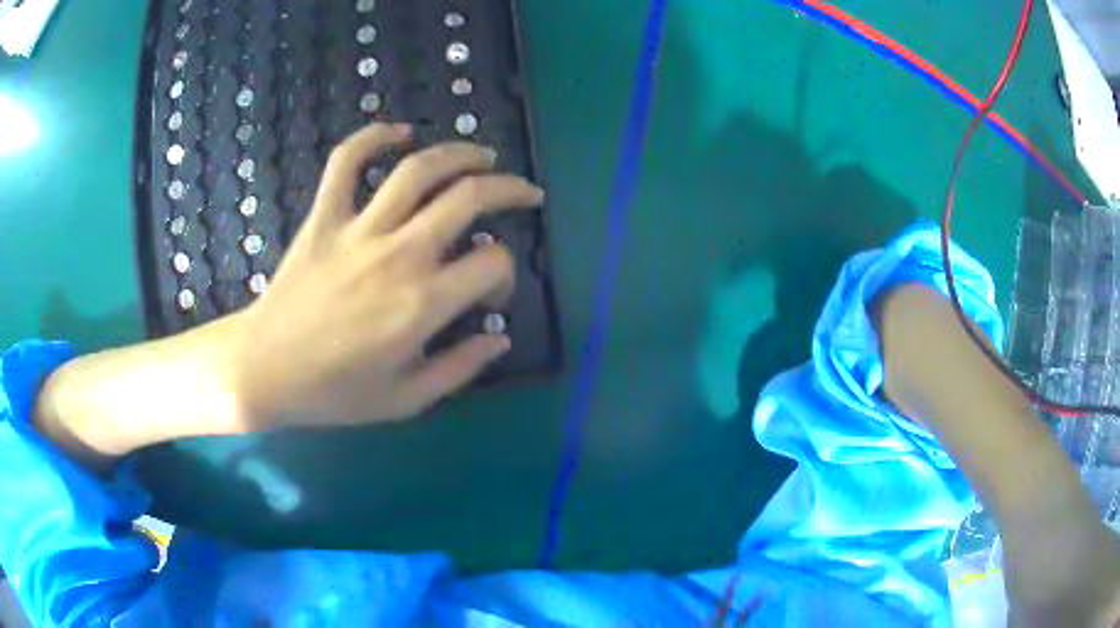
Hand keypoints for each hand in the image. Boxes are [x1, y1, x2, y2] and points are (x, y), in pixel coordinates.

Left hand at [232, 123, 542, 428]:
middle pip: (469, 198)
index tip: (491, 292)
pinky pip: (347, 161)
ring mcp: (358, 229)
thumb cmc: (334, 392)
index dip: (505, 274)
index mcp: (423, 303)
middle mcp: (399, 254)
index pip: (492, 263)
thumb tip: (499, 339)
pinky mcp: (324, 217)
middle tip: (524, 192)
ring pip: (418, 169)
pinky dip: (372, 137)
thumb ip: (460, 368)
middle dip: (509, 188)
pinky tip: (399, 132)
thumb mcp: (406, 400)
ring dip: (459, 153)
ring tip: (481, 154)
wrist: (265, 371)